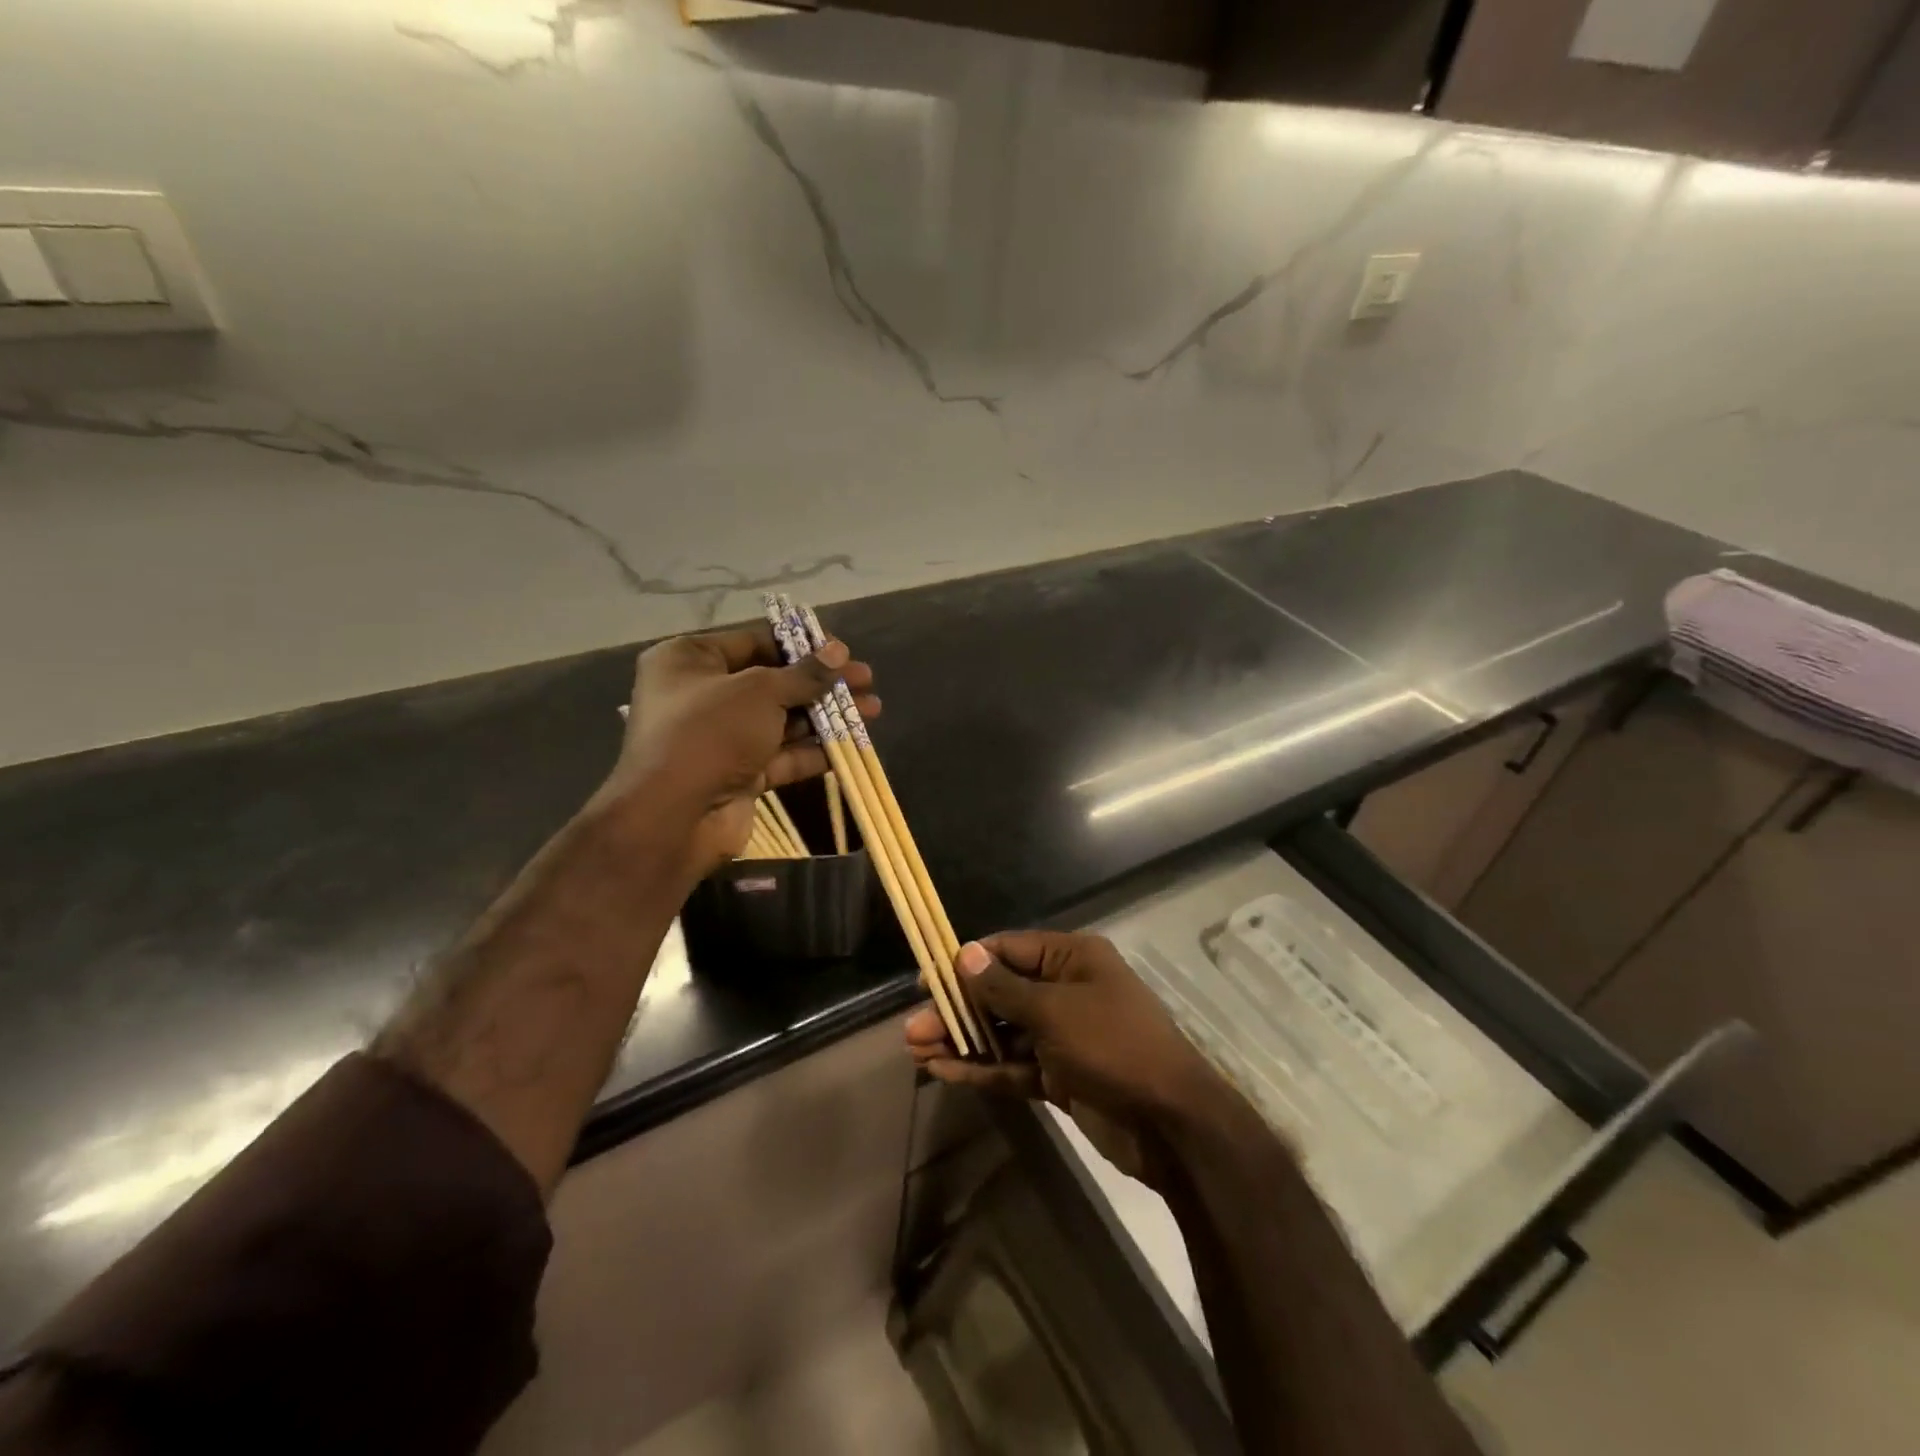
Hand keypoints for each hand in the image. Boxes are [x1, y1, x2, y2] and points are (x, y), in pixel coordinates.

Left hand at [599, 622, 878, 875]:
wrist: (675, 817)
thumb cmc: (710, 732)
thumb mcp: (760, 691)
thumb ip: (804, 674)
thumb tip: (838, 652)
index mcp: (690, 660)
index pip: (754, 641)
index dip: (801, 644)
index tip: (841, 650)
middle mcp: (703, 695)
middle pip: (773, 682)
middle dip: (822, 682)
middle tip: (865, 679)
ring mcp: (722, 738)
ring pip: (783, 720)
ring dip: (827, 715)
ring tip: (873, 709)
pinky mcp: (739, 774)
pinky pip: (782, 755)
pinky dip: (815, 749)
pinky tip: (853, 742)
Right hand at [906, 931, 1229, 1185]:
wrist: (1171, 1124)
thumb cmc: (1113, 1046)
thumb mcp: (1055, 1011)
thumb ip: (1004, 988)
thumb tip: (964, 954)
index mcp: (1072, 959)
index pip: (1009, 949)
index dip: (967, 962)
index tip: (928, 979)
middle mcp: (1066, 990)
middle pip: (1001, 993)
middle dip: (958, 1010)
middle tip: (912, 1029)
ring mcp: (1063, 1035)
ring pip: (1003, 1032)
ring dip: (964, 1041)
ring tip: (917, 1051)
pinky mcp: (1060, 1075)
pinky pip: (1014, 1065)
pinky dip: (983, 1068)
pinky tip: (945, 1072)